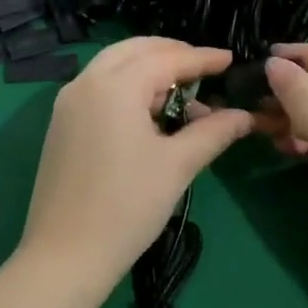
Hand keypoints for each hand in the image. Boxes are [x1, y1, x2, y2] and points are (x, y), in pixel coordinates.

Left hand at [17, 38, 253, 290]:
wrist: (64, 256)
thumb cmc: (127, 207)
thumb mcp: (177, 165)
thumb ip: (213, 132)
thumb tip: (246, 115)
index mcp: (114, 85)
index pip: (166, 59)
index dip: (202, 58)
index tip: (231, 59)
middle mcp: (86, 82)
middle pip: (135, 51)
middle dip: (172, 54)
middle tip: (205, 68)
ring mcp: (67, 102)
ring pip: (114, 67)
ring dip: (149, 71)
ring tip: (184, 96)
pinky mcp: (61, 123)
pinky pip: (99, 88)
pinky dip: (128, 88)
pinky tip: (152, 114)